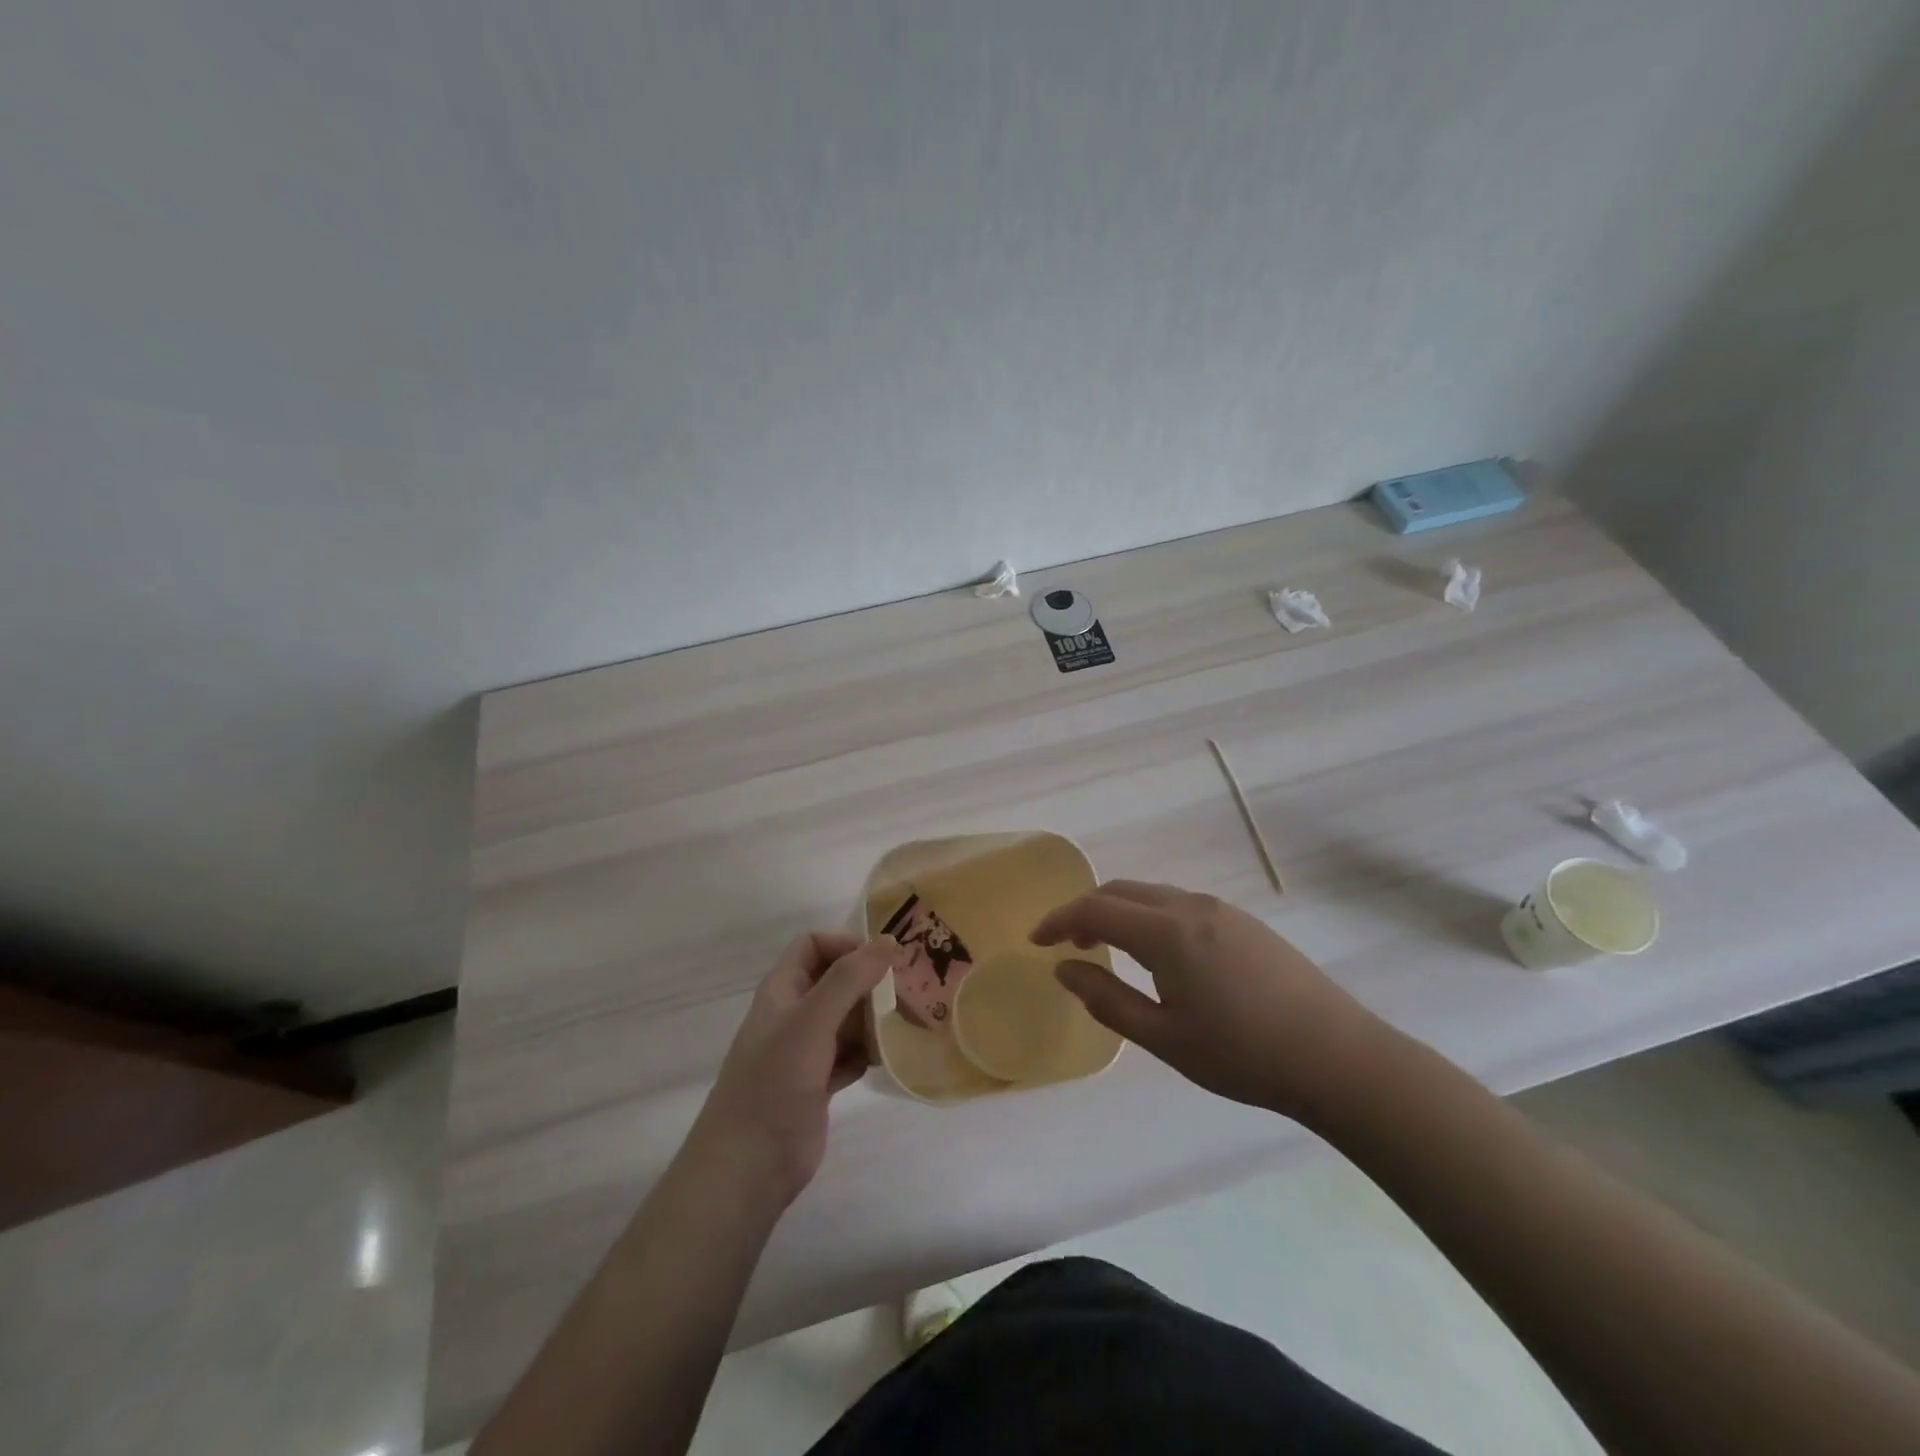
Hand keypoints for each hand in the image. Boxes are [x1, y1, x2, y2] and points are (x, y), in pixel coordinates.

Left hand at [688, 932, 894, 1207]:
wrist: (748, 1166)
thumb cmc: (774, 1083)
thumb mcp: (810, 1022)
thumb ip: (848, 979)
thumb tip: (888, 941)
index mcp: (782, 990)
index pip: (813, 945)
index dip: (846, 945)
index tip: (883, 961)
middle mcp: (793, 1014)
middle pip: (835, 981)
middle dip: (869, 982)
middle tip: (908, 991)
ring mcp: (805, 1051)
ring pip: (846, 1019)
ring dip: (873, 1018)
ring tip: (907, 1022)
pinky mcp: (818, 1083)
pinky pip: (850, 1055)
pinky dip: (868, 1052)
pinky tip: (890, 1058)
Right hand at [1031, 881, 1390, 1125]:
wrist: (1338, 1057)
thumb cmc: (1243, 1055)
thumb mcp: (1164, 1037)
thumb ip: (1106, 998)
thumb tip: (1064, 968)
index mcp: (1166, 932)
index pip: (1095, 909)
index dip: (1059, 920)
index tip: (1035, 940)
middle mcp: (1190, 906)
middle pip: (1120, 891)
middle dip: (1085, 910)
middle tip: (1065, 943)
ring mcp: (1221, 909)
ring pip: (1150, 894)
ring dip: (1117, 911)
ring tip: (1104, 946)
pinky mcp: (1243, 921)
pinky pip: (1178, 903)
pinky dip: (1147, 915)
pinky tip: (1154, 951)